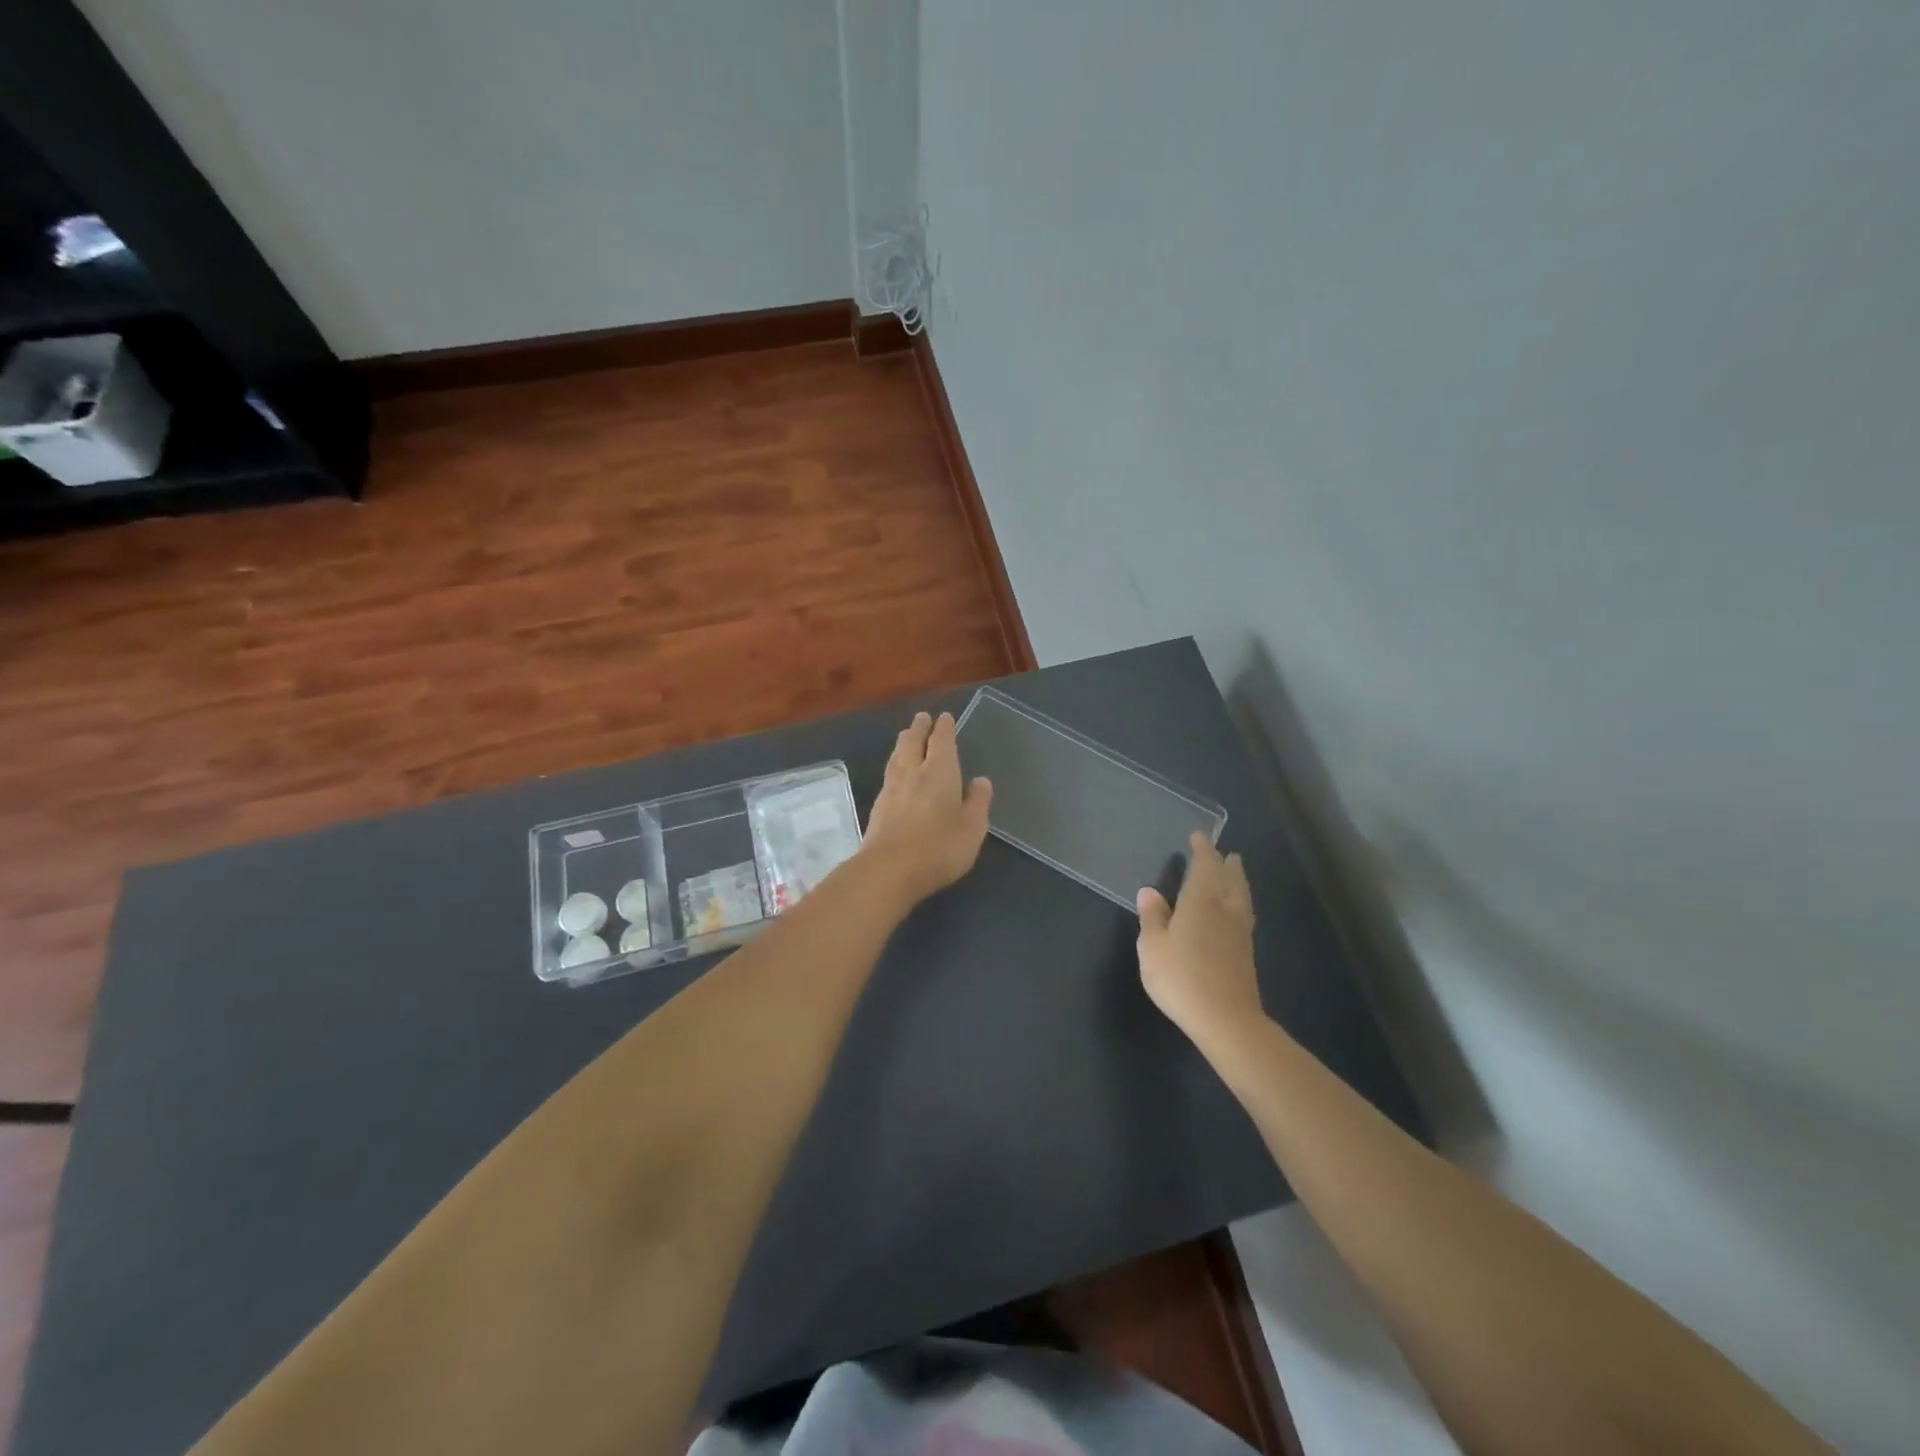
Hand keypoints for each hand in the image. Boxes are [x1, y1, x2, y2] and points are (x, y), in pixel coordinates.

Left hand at [861, 712, 992, 906]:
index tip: (944, 717)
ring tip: (906, 737)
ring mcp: (892, 789)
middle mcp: (913, 772)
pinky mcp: (878, 807)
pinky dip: (894, 765)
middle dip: (919, 728)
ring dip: (903, 743)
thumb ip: (978, 802)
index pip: (941, 741)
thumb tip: (981, 780)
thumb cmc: (939, 846)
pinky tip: (895, 773)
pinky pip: (889, 775)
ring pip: (897, 757)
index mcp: (940, 771)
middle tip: (922, 718)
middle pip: (913, 742)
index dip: (944, 728)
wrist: (889, 869)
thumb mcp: (972, 827)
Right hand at [1136, 833, 1263, 1047]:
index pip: (1204, 867)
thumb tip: (1150, 891)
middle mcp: (1225, 910)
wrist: (1226, 1019)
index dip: (1202, 851)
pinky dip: (1240, 903)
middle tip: (1226, 853)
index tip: (1199, 837)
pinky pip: (1244, 914)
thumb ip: (1152, 917)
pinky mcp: (1246, 953)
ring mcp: (1240, 932)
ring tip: (1235, 874)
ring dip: (1238, 882)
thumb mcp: (1153, 947)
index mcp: (1201, 901)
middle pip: (1229, 879)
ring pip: (1241, 897)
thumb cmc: (1181, 977)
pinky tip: (1235, 912)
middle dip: (1226, 864)